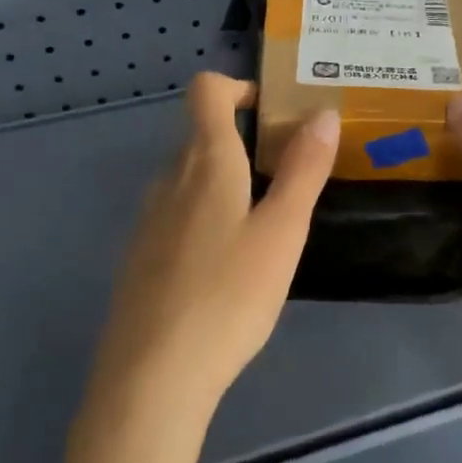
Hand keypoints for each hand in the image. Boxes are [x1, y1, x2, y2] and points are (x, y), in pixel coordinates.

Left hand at [89, 73, 339, 423]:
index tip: (274, 112)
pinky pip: (177, 214)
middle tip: (291, 174)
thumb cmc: (228, 296)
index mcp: (205, 162)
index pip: (206, 90)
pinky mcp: (139, 257)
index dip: (239, 86)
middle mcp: (168, 179)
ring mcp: (148, 219)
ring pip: (189, 178)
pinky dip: (206, 216)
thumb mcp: (282, 232)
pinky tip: (228, 266)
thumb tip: (322, 112)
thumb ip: (304, 169)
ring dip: (227, 182)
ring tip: (266, 223)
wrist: (152, 377)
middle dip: (246, 141)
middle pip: (202, 135)